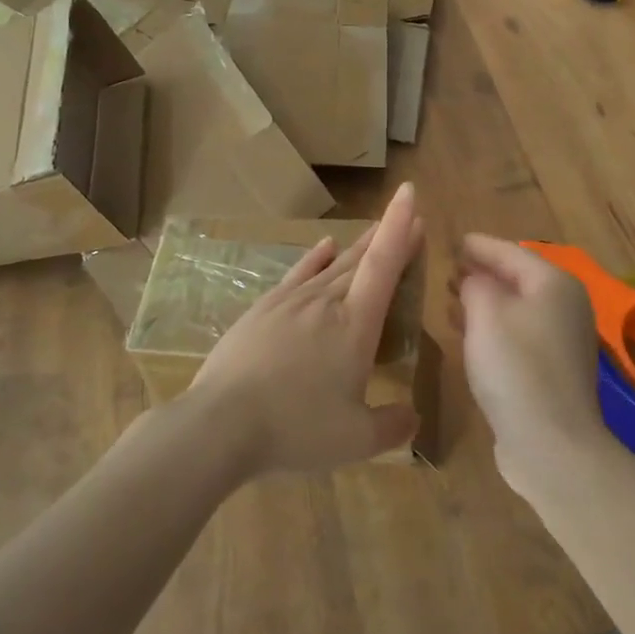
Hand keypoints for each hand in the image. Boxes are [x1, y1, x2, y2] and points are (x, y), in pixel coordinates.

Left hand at [185, 183, 425, 477]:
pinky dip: (316, 257)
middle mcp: (326, 302)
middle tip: (407, 221)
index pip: (383, 265)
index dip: (399, 229)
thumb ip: (392, 426)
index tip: (410, 194)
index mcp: (355, 325)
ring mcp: (290, 301)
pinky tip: (325, 245)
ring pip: (333, 265)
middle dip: (387, 238)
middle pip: (362, 260)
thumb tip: (413, 417)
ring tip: (373, 232)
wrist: (221, 424)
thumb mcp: (355, 439)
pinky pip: (299, 273)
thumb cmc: (296, 428)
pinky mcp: (263, 309)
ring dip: (357, 247)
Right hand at [457, 234, 610, 494]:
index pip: (510, 251)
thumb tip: (473, 279)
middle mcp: (565, 305)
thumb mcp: (485, 313)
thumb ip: (475, 284)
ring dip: (484, 301)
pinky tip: (467, 334)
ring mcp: (562, 339)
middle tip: (446, 270)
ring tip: (449, 298)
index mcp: (553, 283)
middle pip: (517, 278)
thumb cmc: (516, 367)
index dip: (478, 245)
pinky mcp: (553, 369)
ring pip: (516, 307)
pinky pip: (518, 333)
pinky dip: (493, 327)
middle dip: (481, 273)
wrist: (551, 444)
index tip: (451, 241)